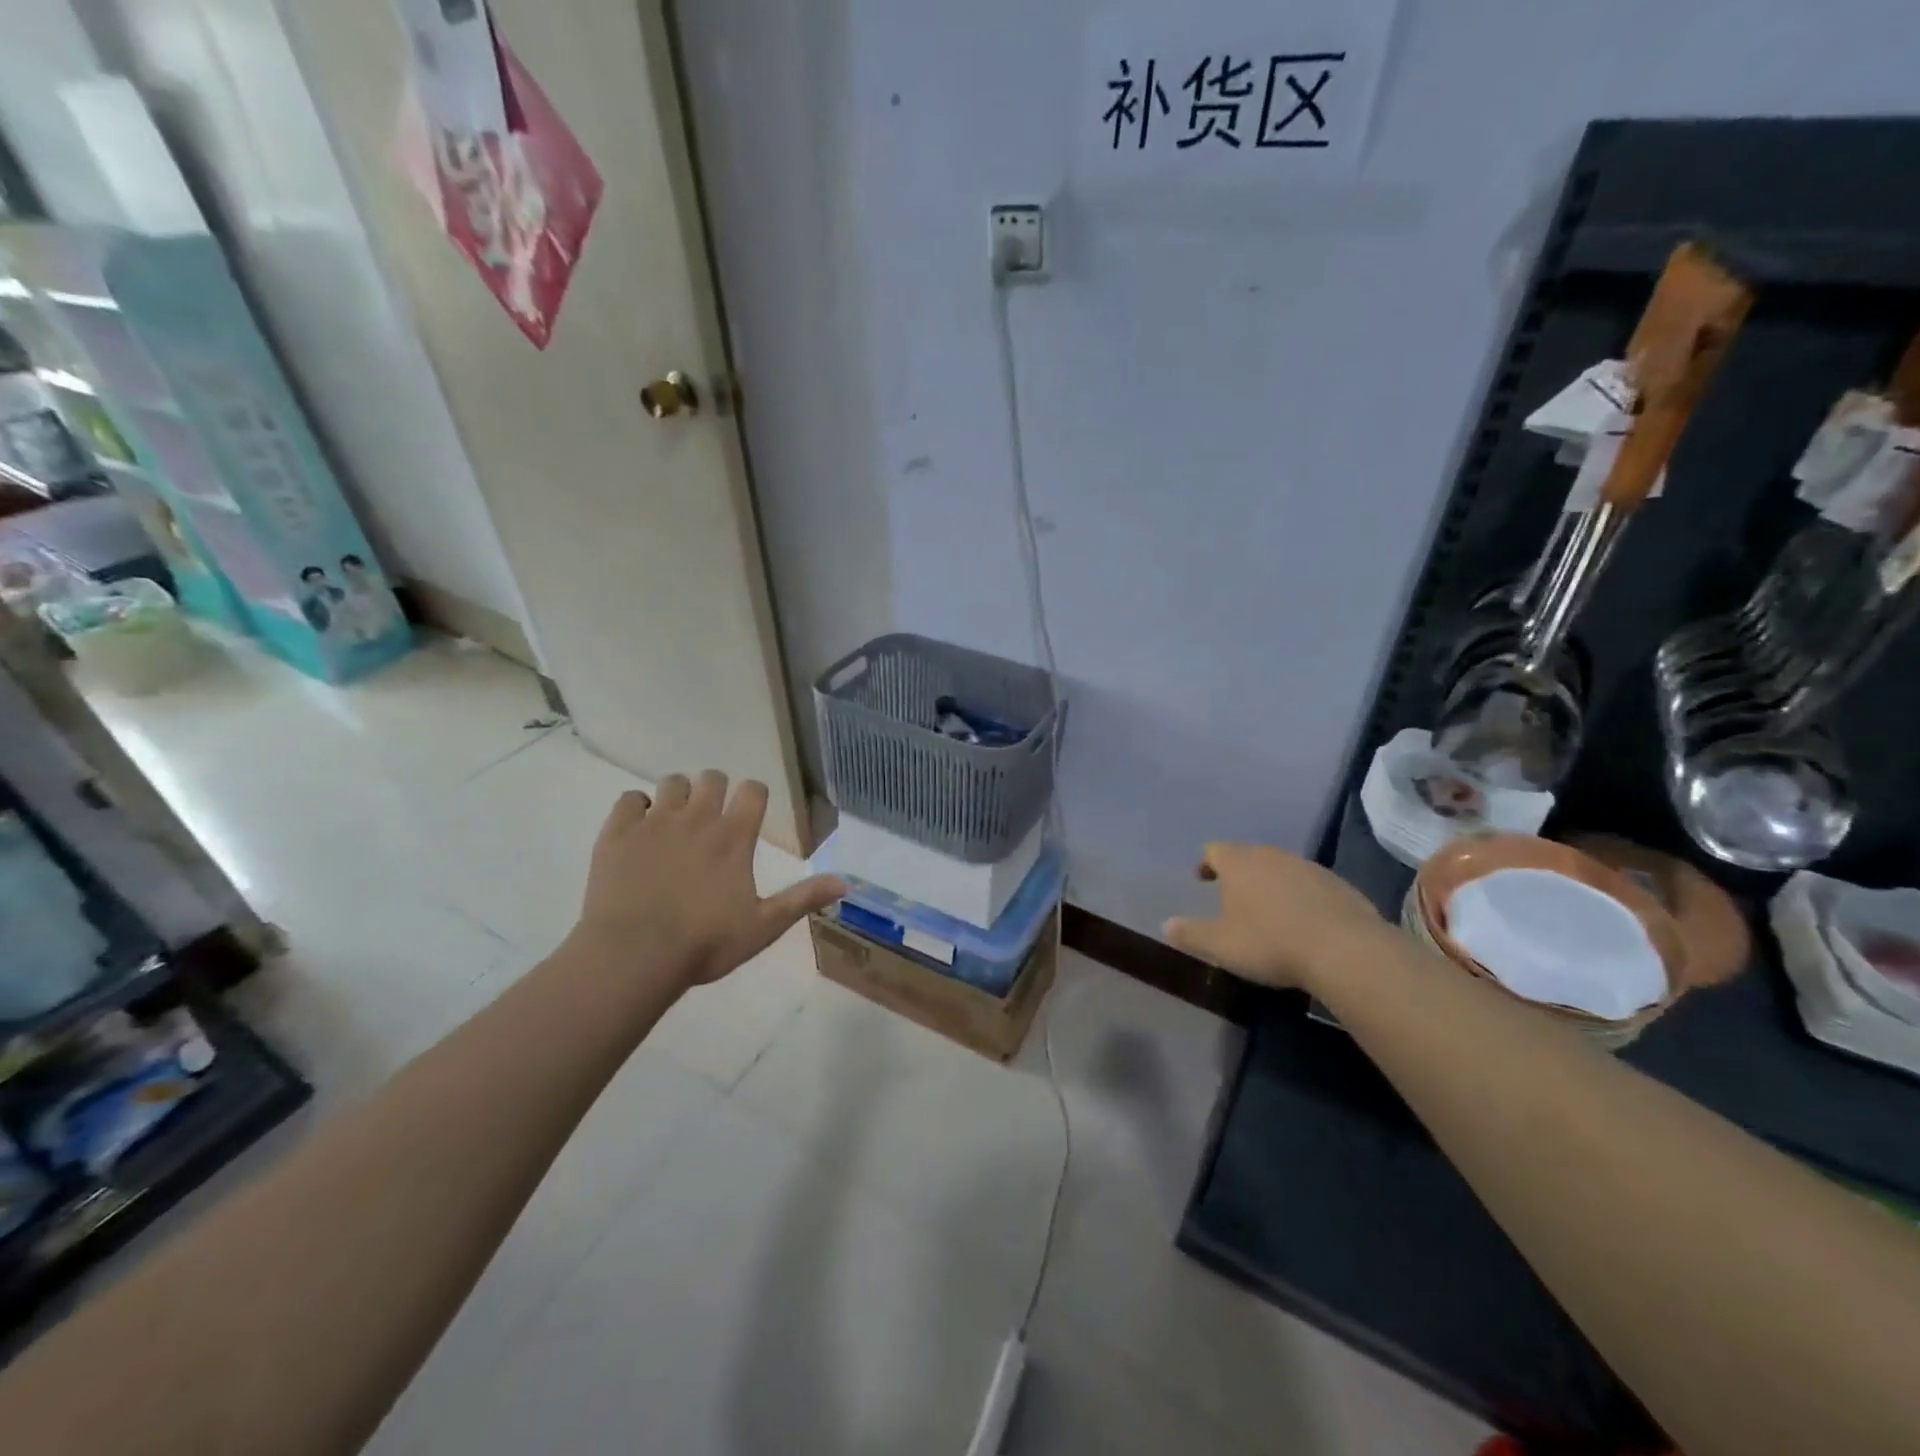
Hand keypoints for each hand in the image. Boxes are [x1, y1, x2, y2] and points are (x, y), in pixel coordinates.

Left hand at [570, 771, 843, 989]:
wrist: (632, 956)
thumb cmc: (704, 943)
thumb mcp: (763, 926)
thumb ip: (803, 899)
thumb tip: (845, 881)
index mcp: (734, 836)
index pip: (753, 790)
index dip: (755, 795)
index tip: (750, 811)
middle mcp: (697, 818)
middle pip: (713, 778)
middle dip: (717, 790)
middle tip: (713, 817)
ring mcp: (654, 821)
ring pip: (672, 782)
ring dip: (679, 795)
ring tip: (677, 821)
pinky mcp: (618, 832)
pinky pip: (629, 799)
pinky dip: (637, 808)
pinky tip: (639, 829)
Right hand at [1164, 842, 1387, 991]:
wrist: (1345, 950)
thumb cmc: (1270, 943)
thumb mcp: (1220, 945)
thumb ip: (1190, 934)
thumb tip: (1165, 925)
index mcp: (1240, 864)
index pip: (1215, 850)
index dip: (1206, 863)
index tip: (1202, 878)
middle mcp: (1272, 856)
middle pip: (1249, 856)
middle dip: (1239, 873)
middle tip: (1233, 896)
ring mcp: (1309, 868)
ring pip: (1281, 869)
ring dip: (1272, 884)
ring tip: (1269, 911)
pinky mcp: (1339, 885)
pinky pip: (1311, 885)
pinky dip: (1301, 897)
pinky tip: (1304, 922)